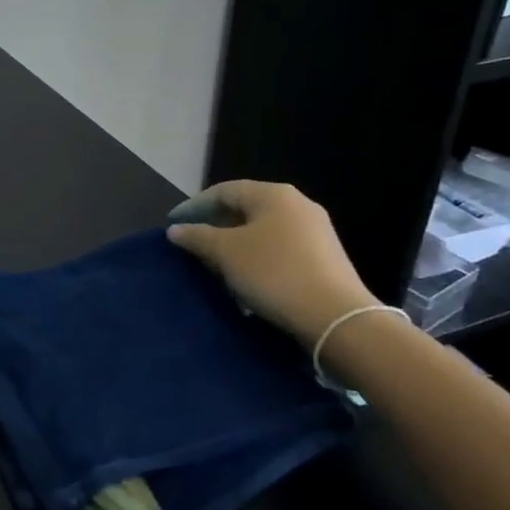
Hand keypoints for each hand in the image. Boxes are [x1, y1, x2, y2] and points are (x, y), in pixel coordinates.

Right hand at [166, 181, 378, 345]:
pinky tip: (246, 279)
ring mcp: (315, 231)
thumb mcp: (226, 253)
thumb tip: (176, 230)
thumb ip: (197, 237)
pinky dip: (257, 258)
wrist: (337, 318)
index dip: (194, 205)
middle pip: (245, 209)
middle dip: (215, 225)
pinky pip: (280, 249)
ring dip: (235, 244)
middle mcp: (297, 205)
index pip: (224, 190)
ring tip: (215, 264)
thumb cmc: (274, 273)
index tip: (173, 224)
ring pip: (263, 230)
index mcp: (273, 195)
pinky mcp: (324, 258)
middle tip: (192, 244)